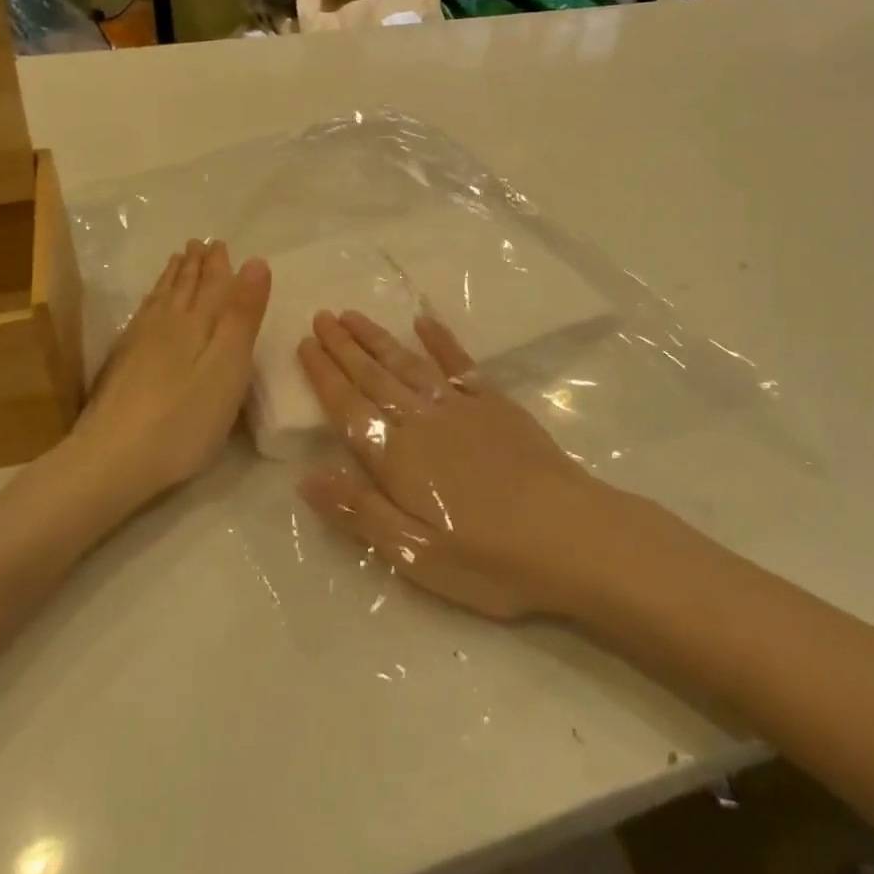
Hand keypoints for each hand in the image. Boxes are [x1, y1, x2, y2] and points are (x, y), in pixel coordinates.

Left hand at [61, 239, 269, 509]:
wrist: (113, 458)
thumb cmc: (185, 418)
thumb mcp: (229, 365)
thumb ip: (242, 314)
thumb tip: (255, 261)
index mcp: (197, 323)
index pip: (212, 284)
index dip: (219, 265)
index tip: (220, 243)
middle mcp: (167, 325)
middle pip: (183, 287)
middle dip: (194, 265)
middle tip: (199, 244)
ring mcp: (139, 344)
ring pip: (161, 300)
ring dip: (172, 278)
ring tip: (177, 261)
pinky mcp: (123, 365)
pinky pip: (142, 316)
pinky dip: (152, 302)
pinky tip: (149, 306)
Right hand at [296, 310, 624, 619]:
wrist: (569, 536)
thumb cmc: (488, 558)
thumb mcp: (414, 554)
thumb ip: (359, 511)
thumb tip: (305, 477)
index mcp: (397, 457)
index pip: (348, 407)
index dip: (324, 375)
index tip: (305, 343)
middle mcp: (422, 421)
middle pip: (373, 376)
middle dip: (344, 346)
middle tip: (321, 316)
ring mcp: (461, 407)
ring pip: (408, 364)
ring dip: (378, 339)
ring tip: (353, 315)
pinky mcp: (496, 404)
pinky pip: (460, 363)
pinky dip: (441, 341)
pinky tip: (425, 322)